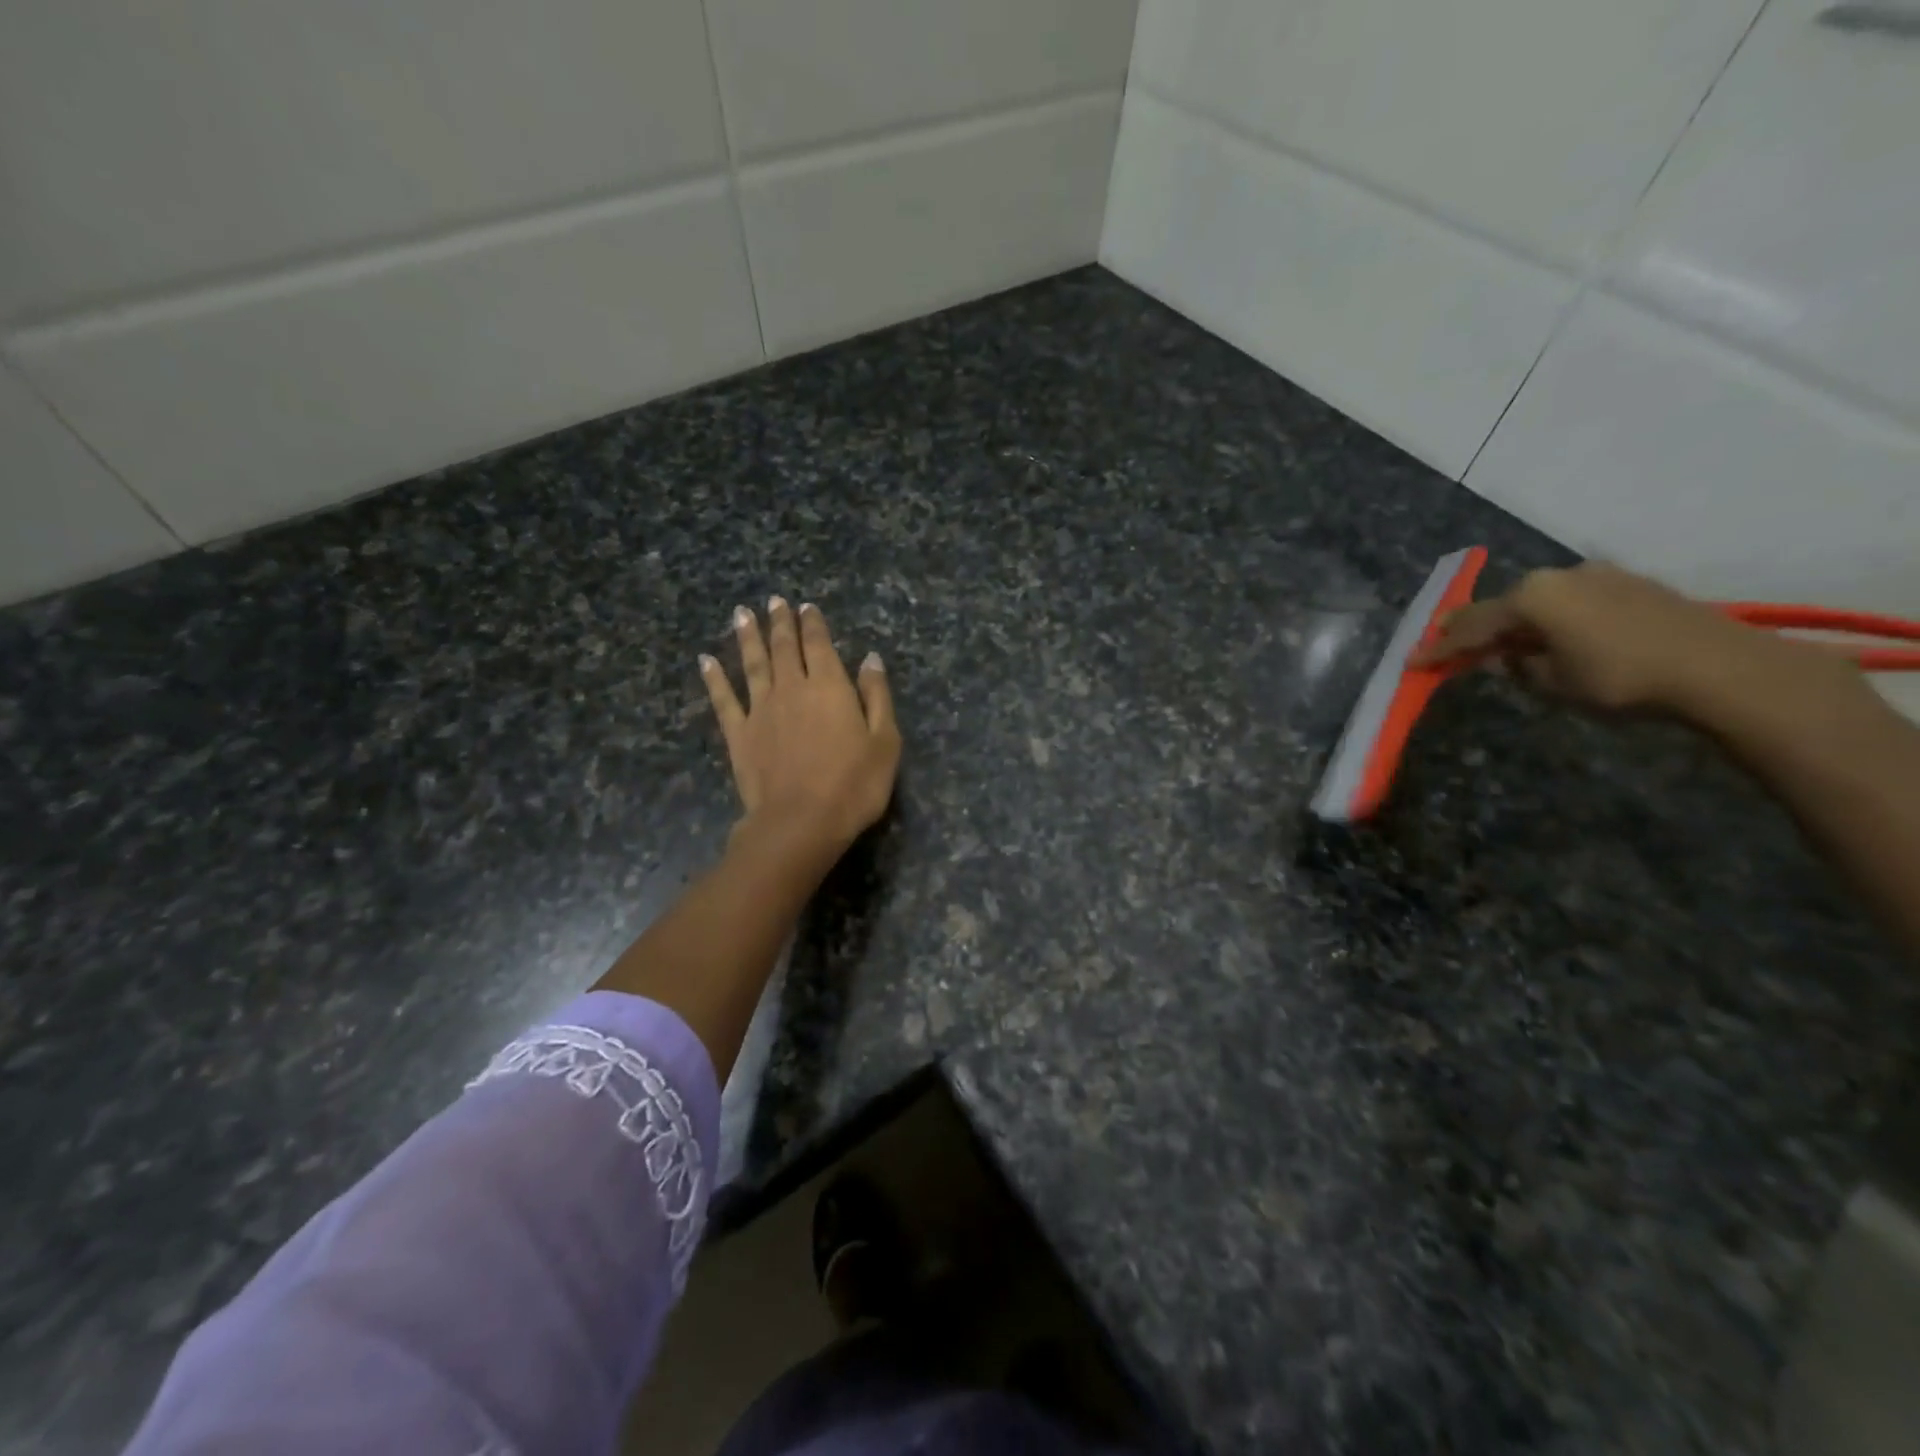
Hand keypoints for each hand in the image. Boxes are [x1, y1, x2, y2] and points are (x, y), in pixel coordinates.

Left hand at [700, 597, 900, 862]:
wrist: (801, 822)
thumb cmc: (853, 785)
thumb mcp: (885, 741)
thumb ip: (877, 696)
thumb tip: (870, 659)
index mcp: (830, 686)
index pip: (820, 644)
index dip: (813, 624)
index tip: (806, 606)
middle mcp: (792, 688)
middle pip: (784, 647)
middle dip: (780, 622)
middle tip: (773, 601)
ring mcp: (761, 710)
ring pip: (752, 664)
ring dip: (747, 637)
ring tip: (741, 614)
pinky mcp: (739, 734)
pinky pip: (724, 699)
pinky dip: (714, 678)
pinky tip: (706, 661)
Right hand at [1409, 561, 1805, 712]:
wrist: (1719, 668)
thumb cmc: (1619, 678)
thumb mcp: (1553, 682)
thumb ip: (1519, 667)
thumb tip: (1505, 658)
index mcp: (1531, 597)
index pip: (1472, 627)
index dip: (1440, 648)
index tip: (1412, 663)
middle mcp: (1558, 576)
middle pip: (1503, 604)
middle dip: (1472, 625)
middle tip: (1444, 638)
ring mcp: (1598, 576)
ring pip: (1538, 600)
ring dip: (1515, 620)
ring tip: (1497, 640)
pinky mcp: (1630, 585)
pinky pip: (1570, 600)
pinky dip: (1550, 617)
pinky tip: (1549, 633)